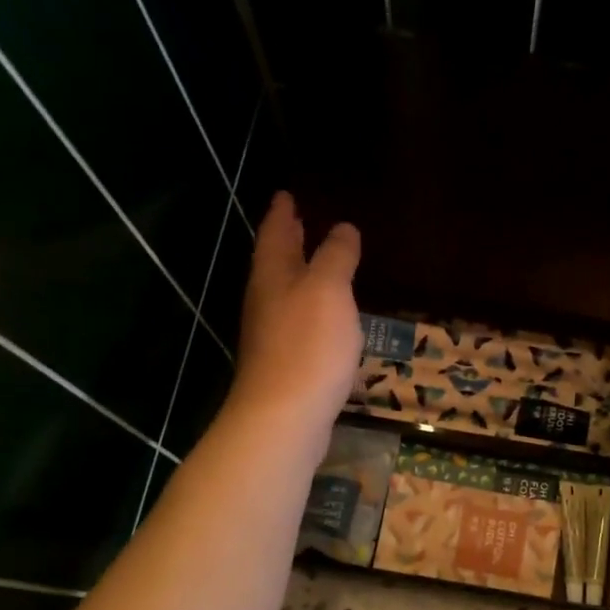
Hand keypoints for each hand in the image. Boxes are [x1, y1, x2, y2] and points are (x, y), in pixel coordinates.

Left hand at [229, 193, 361, 434]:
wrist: (285, 416)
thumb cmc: (308, 344)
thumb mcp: (328, 289)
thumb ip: (336, 256)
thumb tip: (343, 227)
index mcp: (273, 275)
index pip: (275, 233)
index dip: (282, 212)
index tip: (287, 193)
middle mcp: (266, 300)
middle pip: (275, 262)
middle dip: (288, 240)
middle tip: (301, 220)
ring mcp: (273, 334)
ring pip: (286, 292)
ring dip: (300, 274)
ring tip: (320, 263)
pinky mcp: (286, 363)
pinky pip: (299, 321)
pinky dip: (312, 307)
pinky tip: (328, 316)